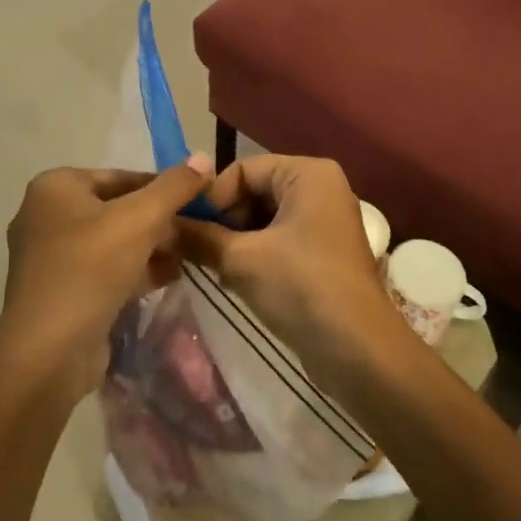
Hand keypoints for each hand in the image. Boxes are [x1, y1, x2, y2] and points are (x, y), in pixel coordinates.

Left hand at [0, 159, 211, 396]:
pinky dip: (135, 270)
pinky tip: (170, 277)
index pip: (121, 176)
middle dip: (159, 221)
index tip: (198, 201)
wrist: (49, 352)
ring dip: (152, 247)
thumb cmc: (90, 269)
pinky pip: (104, 270)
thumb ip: (174, 187)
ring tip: (190, 254)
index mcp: (55, 187)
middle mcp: (47, 215)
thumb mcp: (140, 219)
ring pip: (113, 241)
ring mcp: (51, 257)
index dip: (163, 187)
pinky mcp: (61, 291)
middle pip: (117, 208)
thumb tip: (203, 158)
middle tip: (197, 231)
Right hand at [176, 155, 409, 383]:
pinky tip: (235, 281)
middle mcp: (321, 189)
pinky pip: (280, 240)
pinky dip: (256, 255)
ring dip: (236, 242)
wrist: (358, 350)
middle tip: (199, 252)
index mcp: (308, 174)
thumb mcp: (241, 259)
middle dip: (224, 221)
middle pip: (255, 192)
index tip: (189, 230)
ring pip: (265, 219)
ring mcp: (326, 222)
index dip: (213, 198)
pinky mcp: (325, 253)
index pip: (243, 170)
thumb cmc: (300, 287)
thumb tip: (162, 227)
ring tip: (214, 269)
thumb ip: (198, 237)